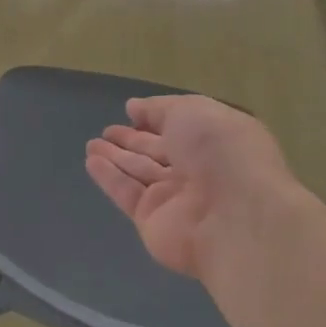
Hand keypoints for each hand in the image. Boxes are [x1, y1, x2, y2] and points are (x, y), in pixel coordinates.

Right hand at [84, 94, 300, 279]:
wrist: (234, 217)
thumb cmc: (221, 152)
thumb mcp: (193, 111)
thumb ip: (160, 108)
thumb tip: (134, 107)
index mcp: (215, 141)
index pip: (180, 128)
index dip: (156, 119)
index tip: (131, 111)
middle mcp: (197, 169)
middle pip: (158, 152)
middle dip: (133, 141)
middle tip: (107, 131)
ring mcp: (174, 197)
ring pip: (139, 172)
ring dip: (115, 157)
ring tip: (91, 144)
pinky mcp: (152, 219)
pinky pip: (127, 193)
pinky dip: (109, 177)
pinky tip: (91, 162)